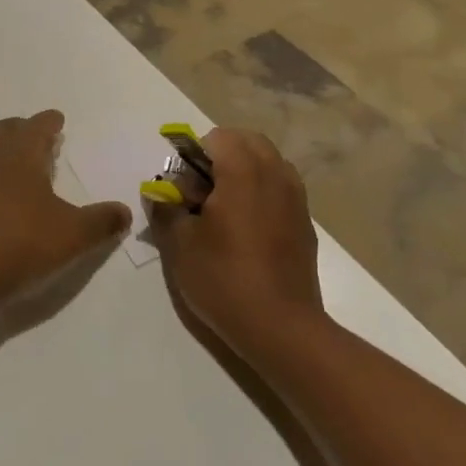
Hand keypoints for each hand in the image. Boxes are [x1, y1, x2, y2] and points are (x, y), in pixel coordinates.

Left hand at [0, 111, 130, 297]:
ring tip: (12, 165)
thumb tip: (124, 212)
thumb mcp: (74, 234)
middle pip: (2, 132)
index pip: (35, 127)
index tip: (56, 119)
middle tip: (36, 138)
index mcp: (21, 156)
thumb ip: (101, 221)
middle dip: (20, 130)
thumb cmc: (23, 241)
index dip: (47, 122)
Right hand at [150, 128, 326, 352]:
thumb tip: (159, 193)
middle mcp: (275, 175)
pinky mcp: (305, 221)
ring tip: (225, 207)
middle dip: (222, 155)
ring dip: (245, 170)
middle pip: (248, 141)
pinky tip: (248, 228)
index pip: (218, 136)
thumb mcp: (179, 245)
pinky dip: (263, 191)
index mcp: (243, 172)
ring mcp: (296, 198)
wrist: (282, 328)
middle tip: (202, 190)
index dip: (195, 154)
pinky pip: (282, 187)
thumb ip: (165, 208)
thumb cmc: (224, 279)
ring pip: (269, 161)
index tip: (185, 186)